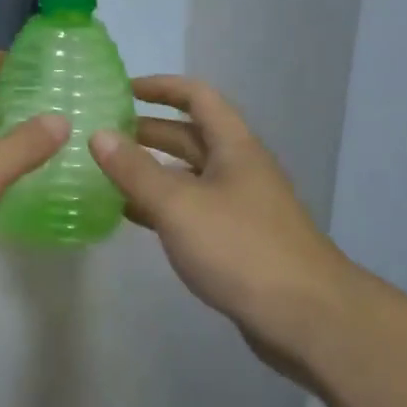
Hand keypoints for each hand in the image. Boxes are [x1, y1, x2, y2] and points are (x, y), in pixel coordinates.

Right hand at [90, 76, 354, 386]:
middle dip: (148, 131)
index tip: (121, 90)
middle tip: (103, 134)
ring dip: (150, 170)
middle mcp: (238, 169)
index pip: (197, 97)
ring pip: (188, 175)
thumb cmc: (241, 248)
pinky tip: (130, 215)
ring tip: (106, 173)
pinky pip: (191, 209)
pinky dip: (160, 206)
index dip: (161, 87)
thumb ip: (135, 170)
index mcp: (234, 147)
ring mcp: (239, 206)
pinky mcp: (236, 241)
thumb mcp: (179, 205)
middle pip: (190, 136)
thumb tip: (98, 134)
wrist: (308, 319)